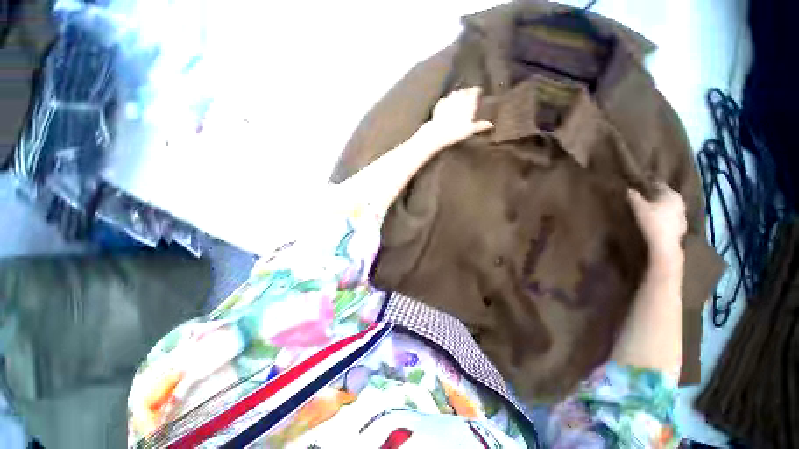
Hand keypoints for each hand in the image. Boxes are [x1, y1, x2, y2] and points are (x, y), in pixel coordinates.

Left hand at [418, 87, 493, 148]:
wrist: (439, 133)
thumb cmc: (457, 131)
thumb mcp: (471, 130)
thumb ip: (480, 125)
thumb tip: (490, 125)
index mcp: (468, 102)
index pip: (474, 91)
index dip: (476, 90)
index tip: (478, 91)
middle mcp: (459, 98)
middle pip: (464, 91)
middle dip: (467, 92)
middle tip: (469, 94)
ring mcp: (448, 100)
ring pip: (454, 93)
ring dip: (457, 94)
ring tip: (458, 97)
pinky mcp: (439, 105)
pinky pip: (444, 100)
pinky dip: (446, 100)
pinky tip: (446, 103)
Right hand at [627, 183, 686, 261]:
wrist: (664, 245)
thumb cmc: (651, 222)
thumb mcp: (638, 207)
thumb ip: (633, 196)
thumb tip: (628, 188)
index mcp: (670, 194)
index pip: (658, 184)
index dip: (648, 184)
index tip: (638, 184)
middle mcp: (679, 201)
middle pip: (665, 195)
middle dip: (655, 195)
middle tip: (642, 195)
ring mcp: (682, 214)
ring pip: (669, 205)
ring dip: (660, 205)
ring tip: (649, 207)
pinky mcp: (681, 225)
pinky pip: (671, 216)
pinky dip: (664, 215)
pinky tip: (657, 219)